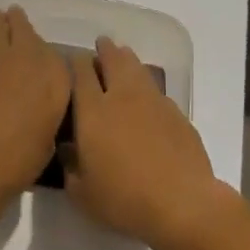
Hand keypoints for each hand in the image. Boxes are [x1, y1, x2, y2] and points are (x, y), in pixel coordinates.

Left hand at [0, 6, 71, 211]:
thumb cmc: (17, 162)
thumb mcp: (48, 138)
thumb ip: (46, 109)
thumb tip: (37, 101)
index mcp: (53, 76)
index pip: (52, 49)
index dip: (42, 51)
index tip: (38, 54)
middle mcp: (26, 56)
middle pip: (21, 25)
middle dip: (18, 24)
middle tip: (14, 26)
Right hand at [65, 36, 223, 249]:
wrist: (182, 202)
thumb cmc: (124, 198)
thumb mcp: (82, 193)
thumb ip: (70, 167)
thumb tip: (67, 149)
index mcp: (93, 110)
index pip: (80, 72)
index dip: (74, 61)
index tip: (71, 61)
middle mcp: (122, 95)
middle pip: (112, 58)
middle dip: (104, 49)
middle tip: (100, 47)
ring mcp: (152, 100)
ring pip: (137, 67)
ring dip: (127, 59)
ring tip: (122, 57)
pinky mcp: (176, 111)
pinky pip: (156, 89)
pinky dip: (146, 86)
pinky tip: (146, 98)